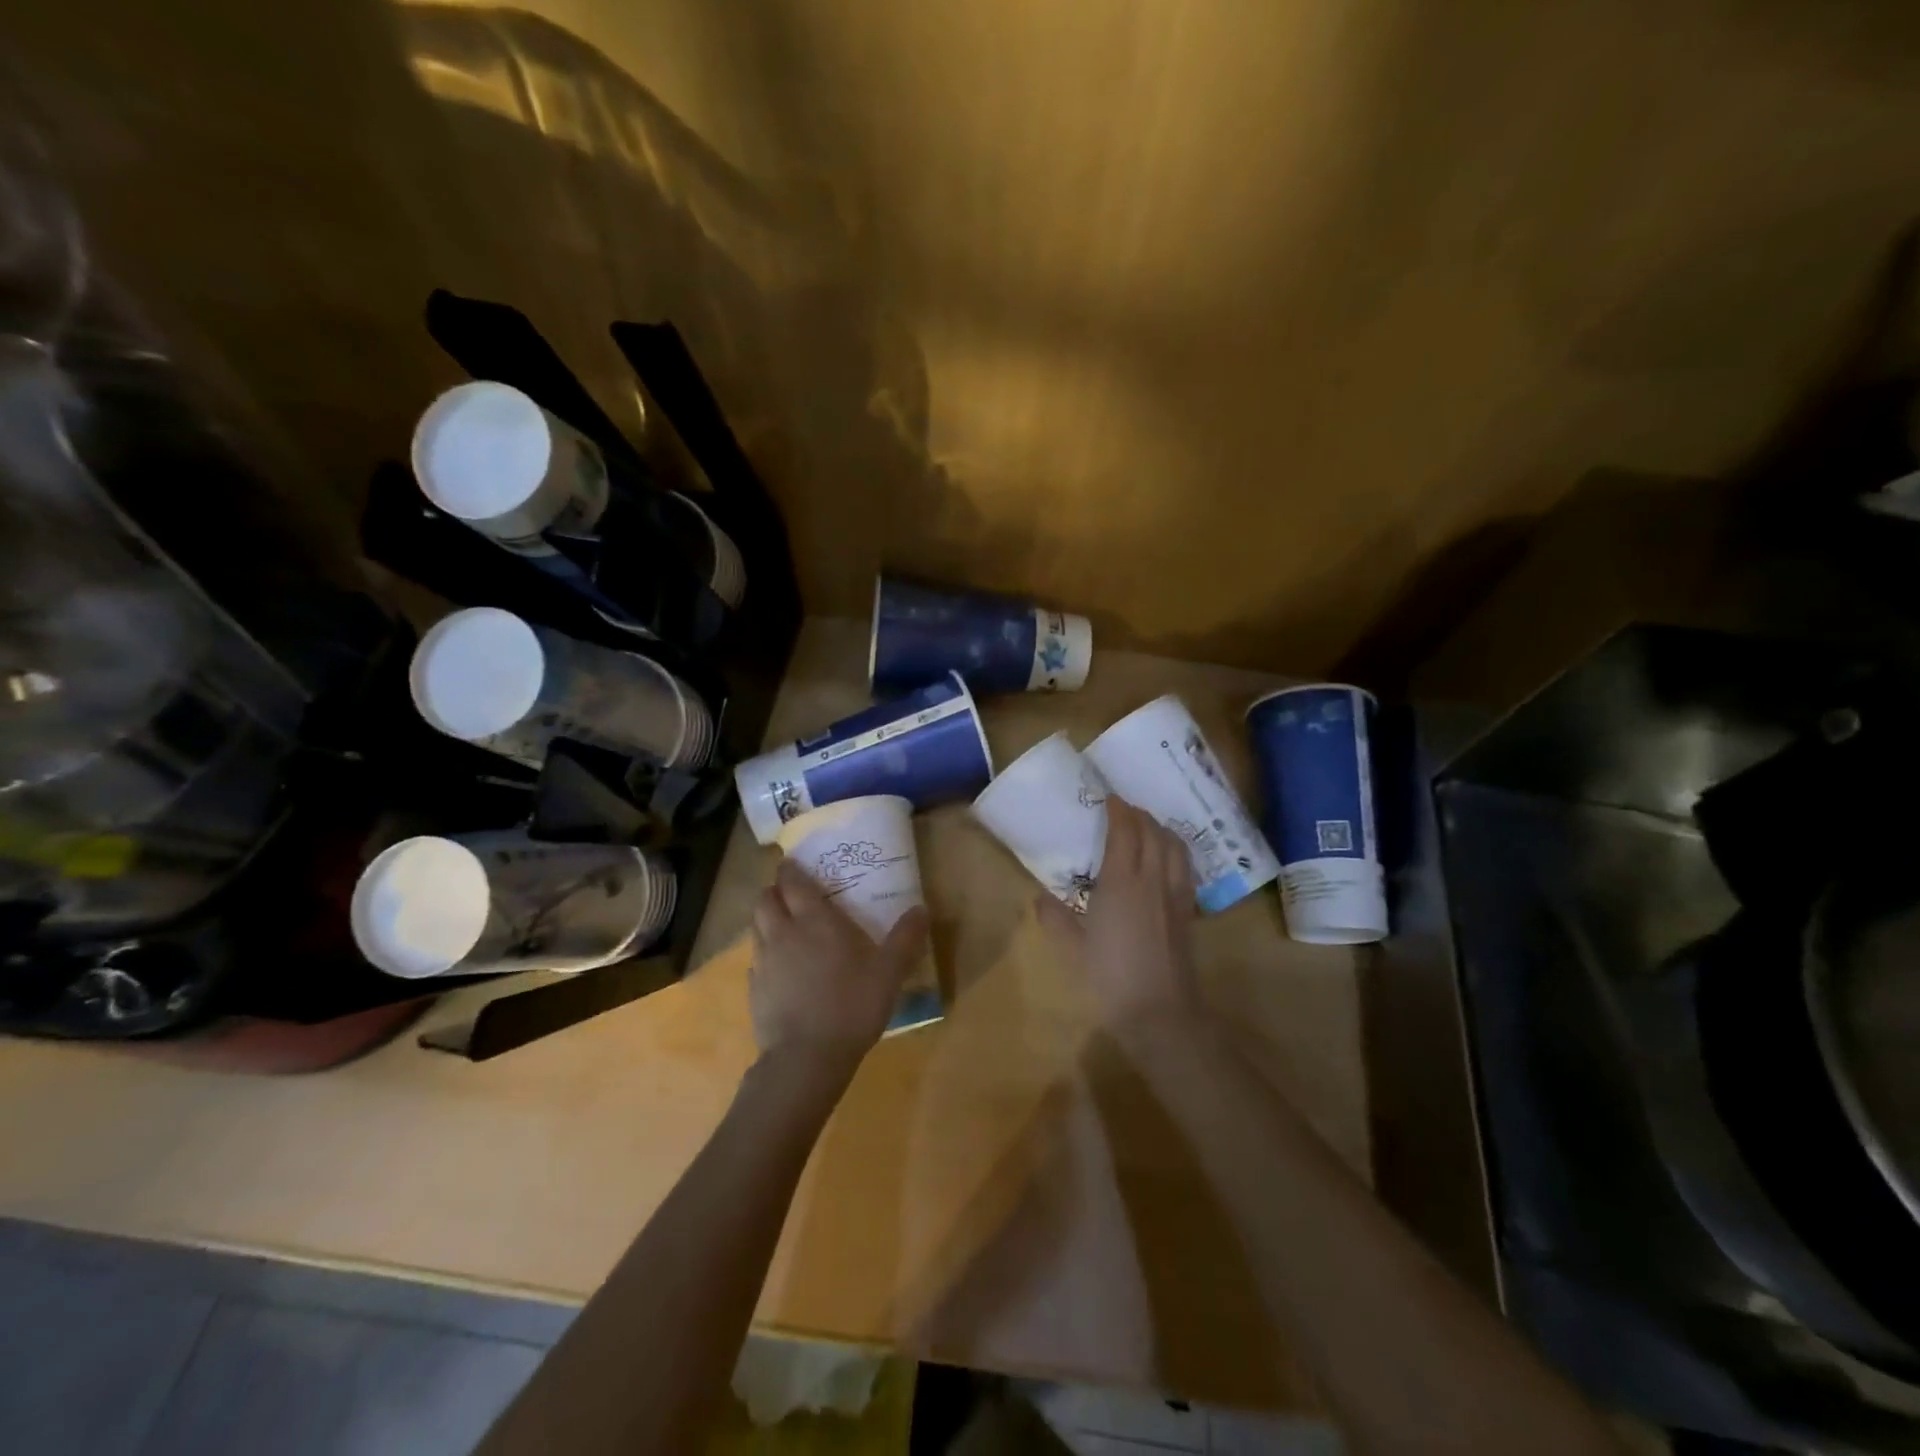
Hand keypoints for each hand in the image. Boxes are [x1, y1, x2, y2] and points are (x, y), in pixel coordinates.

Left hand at [749, 860, 930, 1077]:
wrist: (806, 1058)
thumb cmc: (851, 1006)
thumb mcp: (889, 973)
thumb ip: (905, 939)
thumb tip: (922, 910)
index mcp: (814, 921)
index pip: (792, 882)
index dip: (791, 869)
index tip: (795, 864)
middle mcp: (783, 934)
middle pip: (765, 899)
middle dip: (773, 890)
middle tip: (790, 894)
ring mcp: (763, 963)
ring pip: (756, 928)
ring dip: (766, 920)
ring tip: (784, 927)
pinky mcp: (754, 991)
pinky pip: (755, 961)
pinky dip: (765, 955)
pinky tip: (781, 970)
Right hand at [1038, 796, 1200, 1026]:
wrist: (1159, 1014)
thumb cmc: (1109, 979)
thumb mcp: (1071, 949)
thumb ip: (1054, 918)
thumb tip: (1039, 896)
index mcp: (1122, 882)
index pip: (1125, 832)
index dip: (1119, 811)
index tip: (1109, 799)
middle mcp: (1152, 880)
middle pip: (1153, 833)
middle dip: (1140, 815)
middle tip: (1124, 810)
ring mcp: (1175, 895)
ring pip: (1175, 847)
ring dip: (1161, 829)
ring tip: (1148, 827)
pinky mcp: (1187, 912)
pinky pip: (1185, 868)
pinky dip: (1176, 852)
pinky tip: (1167, 860)